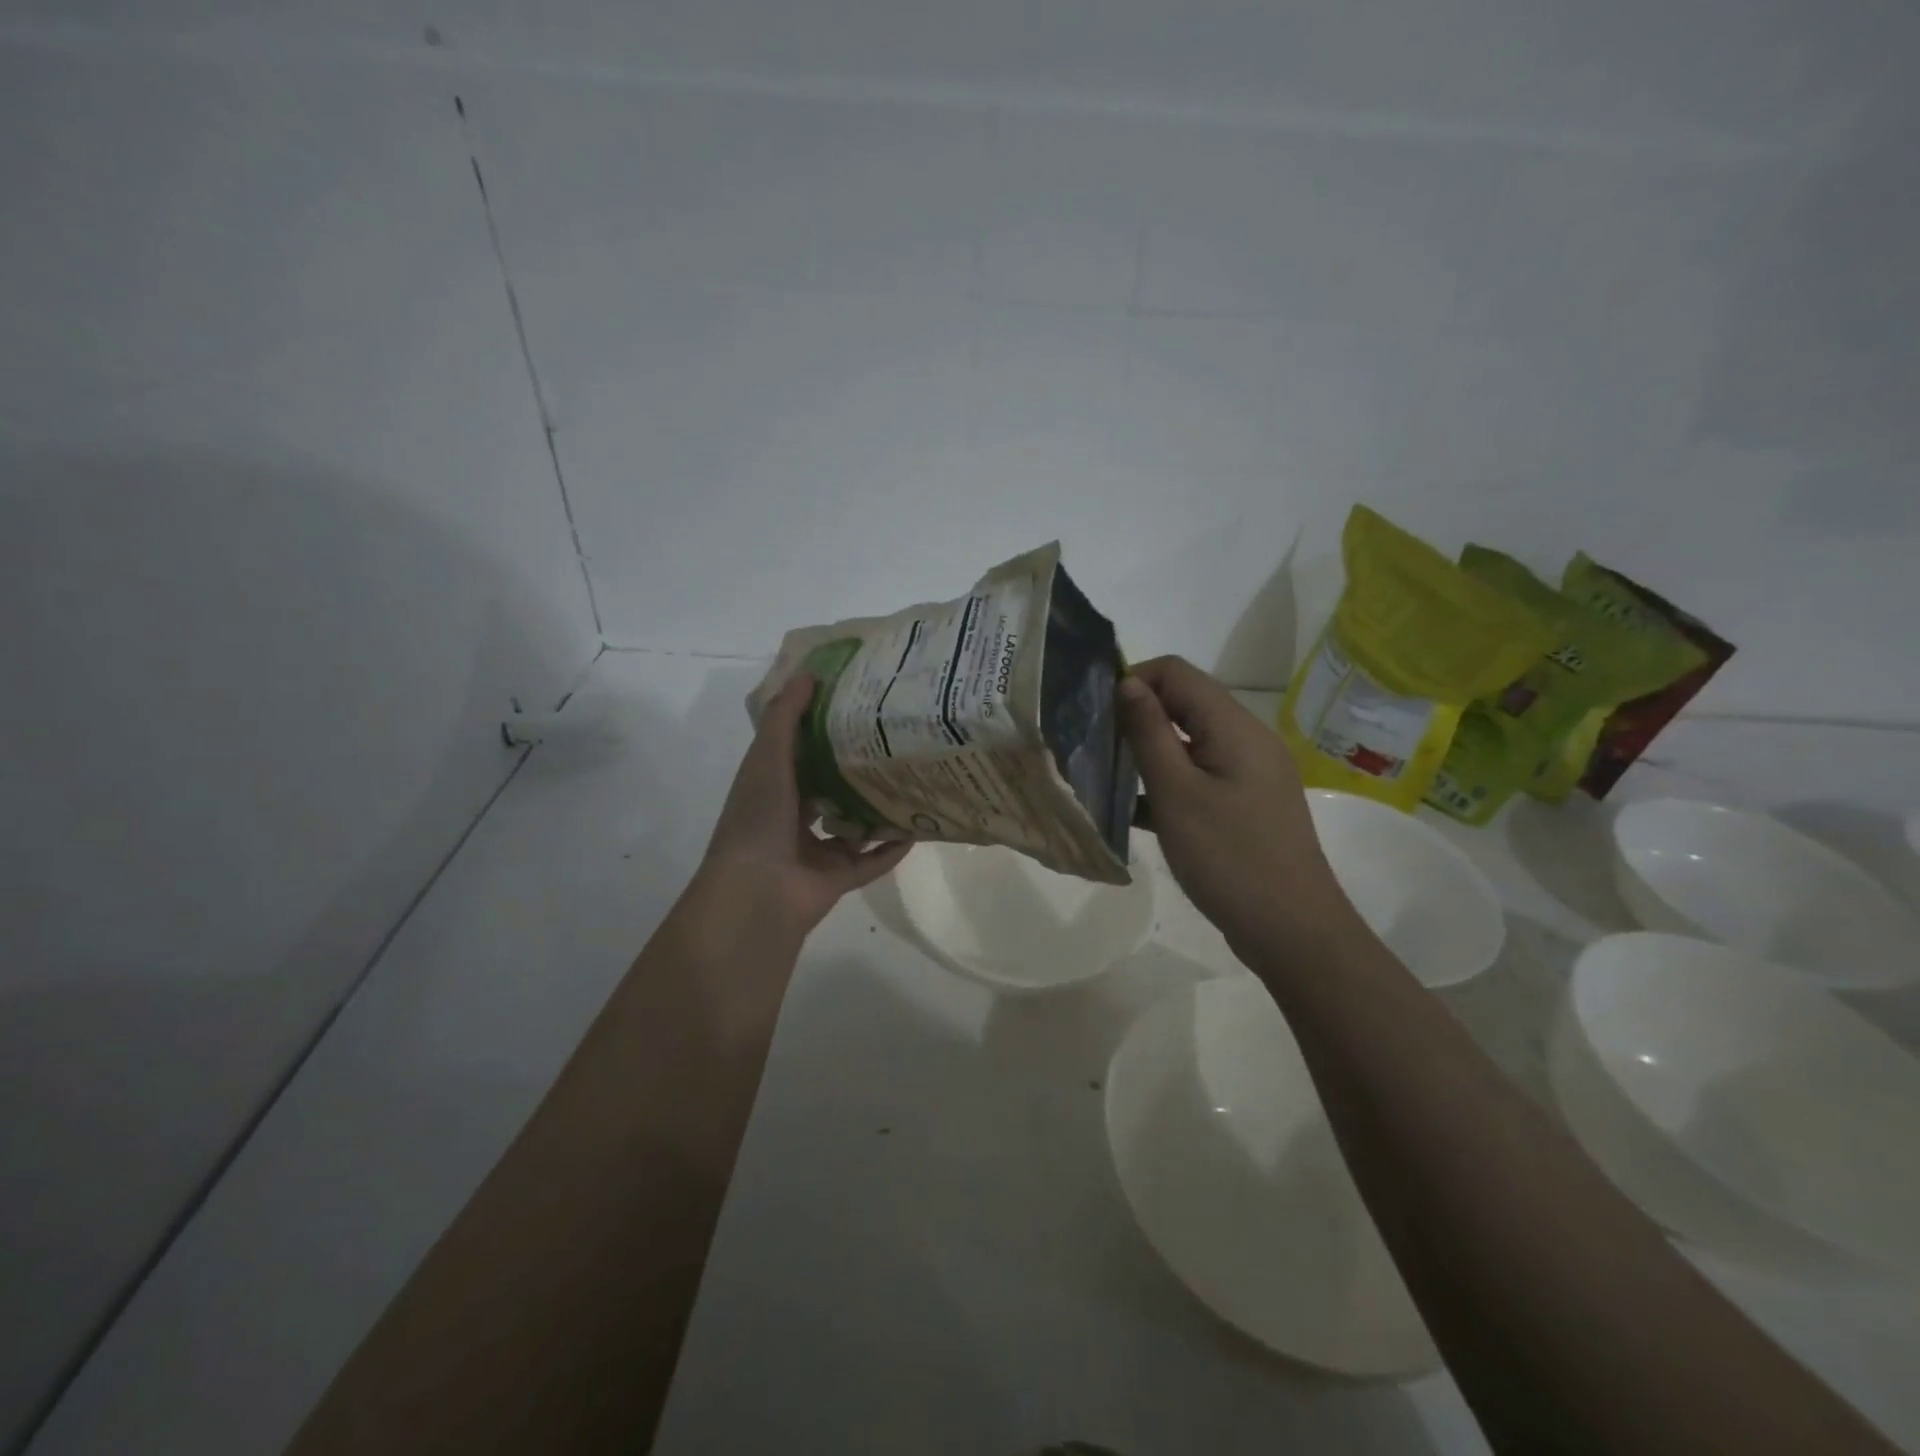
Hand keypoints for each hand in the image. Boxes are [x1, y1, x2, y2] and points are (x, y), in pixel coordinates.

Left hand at [691, 672, 910, 940]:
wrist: (757, 891)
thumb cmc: (758, 817)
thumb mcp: (767, 757)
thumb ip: (786, 717)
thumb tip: (809, 673)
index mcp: (770, 789)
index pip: (797, 754)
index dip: (820, 730)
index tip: (853, 706)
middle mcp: (791, 819)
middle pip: (827, 790)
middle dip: (853, 770)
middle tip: (891, 742)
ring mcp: (814, 852)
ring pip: (852, 826)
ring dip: (876, 809)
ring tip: (910, 781)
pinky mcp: (837, 879)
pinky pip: (871, 861)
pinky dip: (891, 848)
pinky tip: (917, 827)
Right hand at [1118, 656, 1351, 957]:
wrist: (1292, 931)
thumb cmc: (1229, 858)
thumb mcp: (1176, 793)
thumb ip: (1149, 733)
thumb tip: (1128, 682)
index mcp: (1234, 727)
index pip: (1177, 672)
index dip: (1134, 679)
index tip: (1096, 712)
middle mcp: (1248, 739)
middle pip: (1186, 703)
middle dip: (1138, 714)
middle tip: (1096, 744)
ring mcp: (1251, 773)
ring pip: (1191, 741)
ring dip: (1150, 750)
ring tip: (1108, 775)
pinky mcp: (1248, 803)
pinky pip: (1202, 774)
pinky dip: (1169, 781)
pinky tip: (1135, 809)